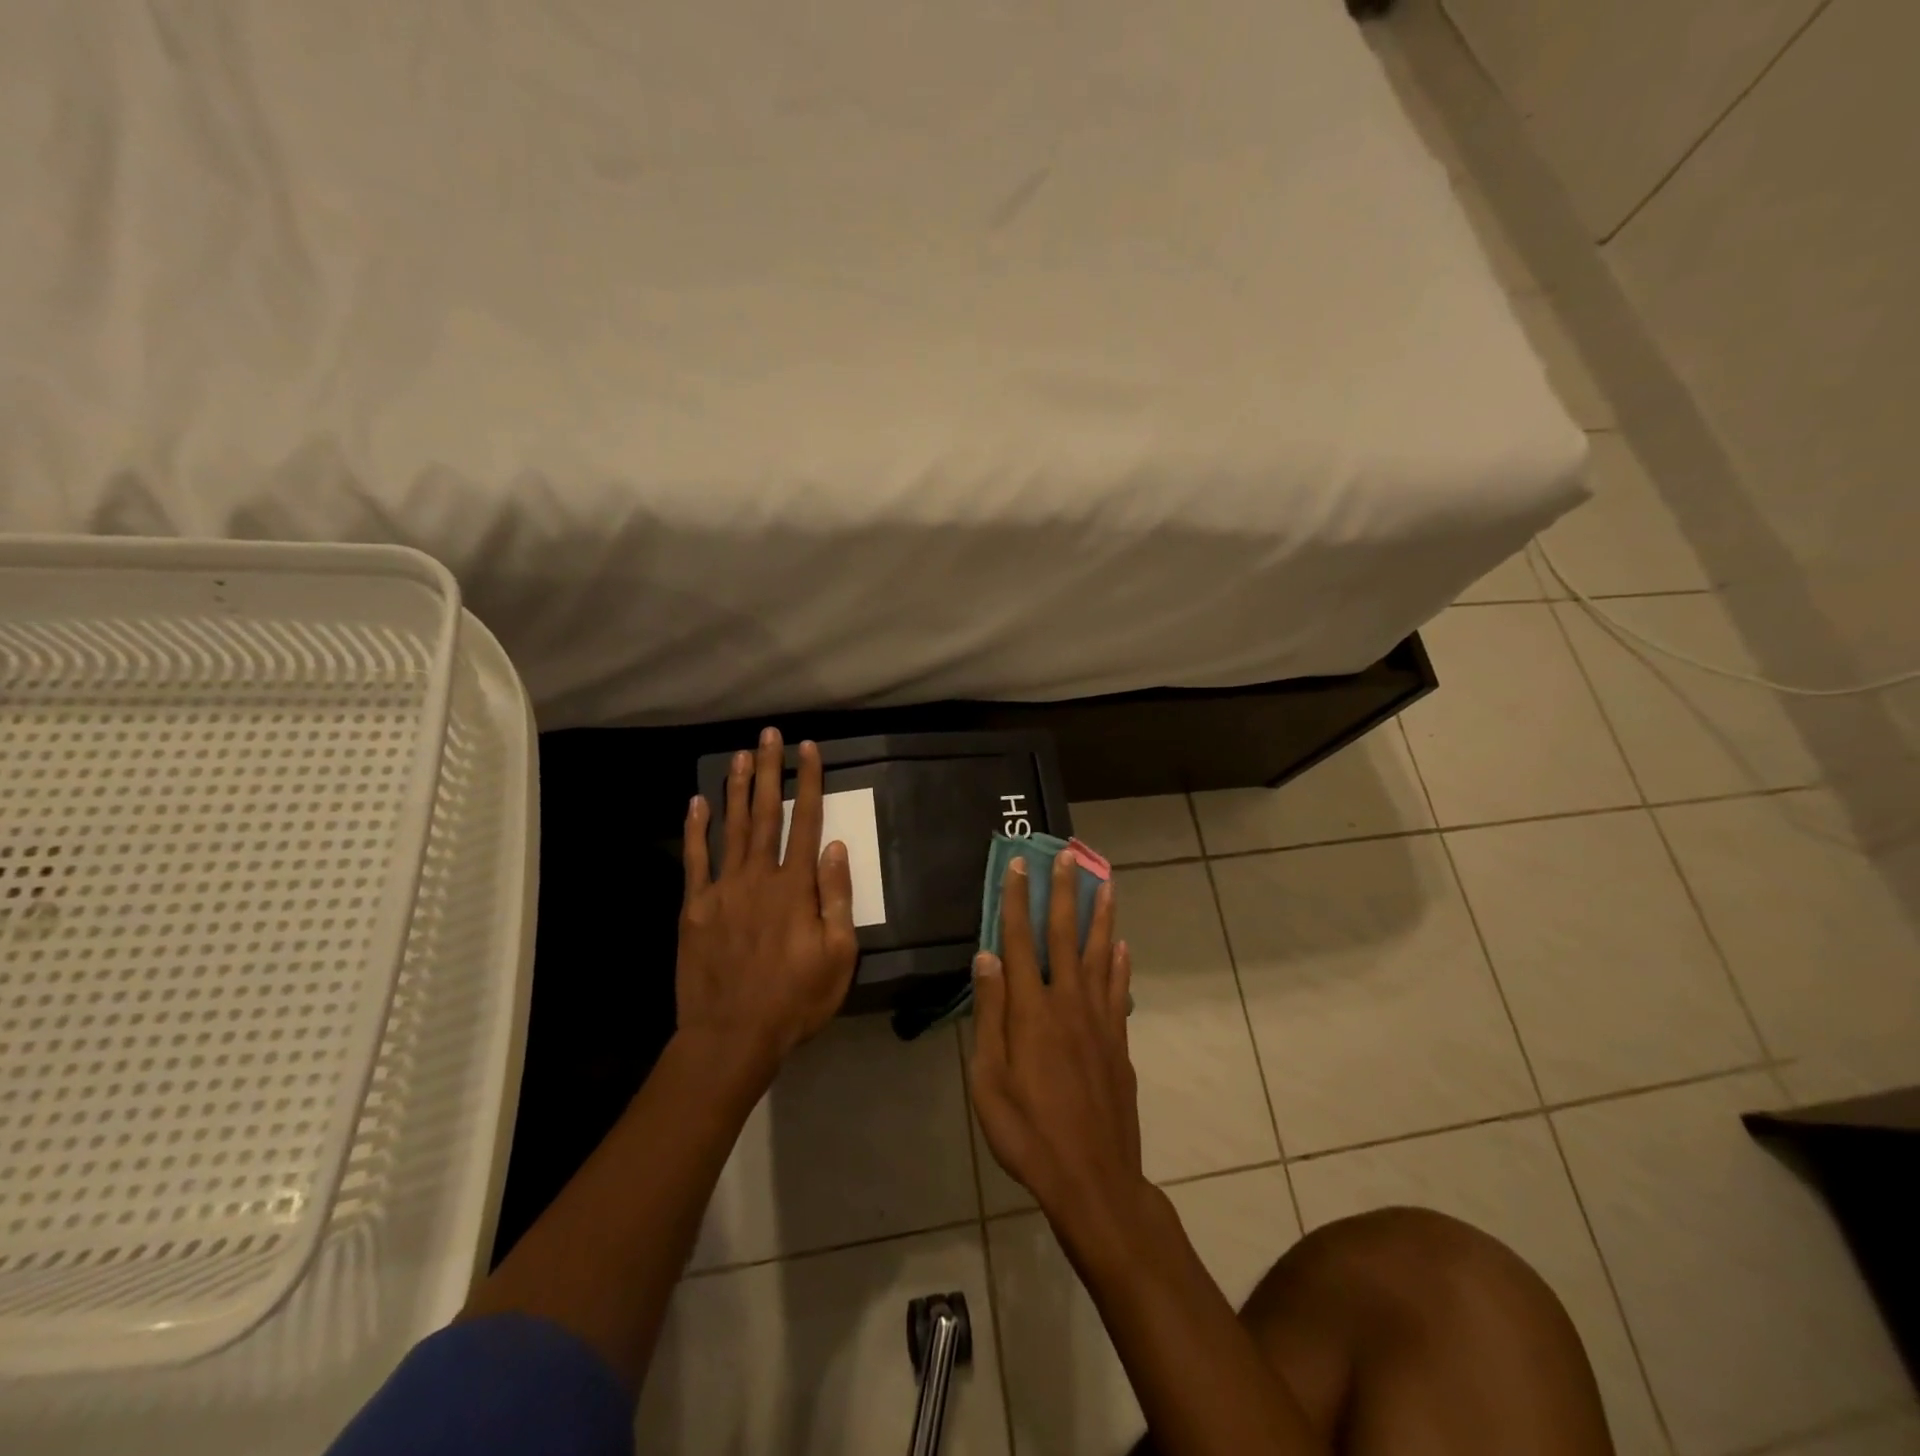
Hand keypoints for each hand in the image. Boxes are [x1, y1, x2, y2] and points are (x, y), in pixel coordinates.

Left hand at [677, 728, 858, 1074]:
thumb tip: (835, 847)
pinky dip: (695, 830)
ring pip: (730, 827)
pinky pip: (694, 860)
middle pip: (765, 814)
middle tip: (769, 735)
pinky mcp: (694, 908)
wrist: (731, 1035)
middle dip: (769, 771)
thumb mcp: (837, 956)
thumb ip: (836, 898)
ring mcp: (722, 890)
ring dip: (736, 788)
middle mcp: (758, 877)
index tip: (808, 750)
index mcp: (794, 887)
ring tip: (740, 754)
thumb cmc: (794, 999)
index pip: (805, 822)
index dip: (808, 783)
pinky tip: (696, 803)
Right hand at [968, 851, 1148, 1248]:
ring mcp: (1099, 1021)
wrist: (1092, 1179)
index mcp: (1032, 1010)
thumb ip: (990, 1014)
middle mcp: (1069, 1003)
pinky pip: (1119, 991)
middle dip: (1066, 893)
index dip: (1018, 900)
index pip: (1020, 940)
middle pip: (1066, 936)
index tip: (1021, 865)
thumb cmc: (1027, 1132)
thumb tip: (987, 956)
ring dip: (1103, 916)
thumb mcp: (989, 1079)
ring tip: (1107, 883)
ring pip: (1101, 955)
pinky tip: (1122, 946)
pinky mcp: (1118, 1043)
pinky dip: (1120, 964)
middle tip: (1069, 857)